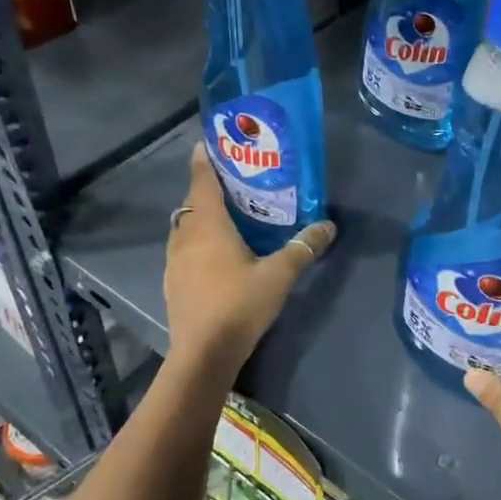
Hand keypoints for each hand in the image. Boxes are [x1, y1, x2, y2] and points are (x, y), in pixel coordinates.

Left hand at [164, 144, 335, 372]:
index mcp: (208, 226)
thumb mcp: (279, 275)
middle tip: (230, 184)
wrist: (203, 354)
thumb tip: (328, 226)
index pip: (202, 182)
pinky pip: (181, 249)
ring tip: (224, 218)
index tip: (206, 144)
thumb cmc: (239, 305)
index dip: (204, 161)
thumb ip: (303, 248)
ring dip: (199, 217)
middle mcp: (185, 237)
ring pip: (184, 227)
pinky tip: (214, 256)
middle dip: (206, 190)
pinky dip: (195, 242)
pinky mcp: (172, 283)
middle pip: (192, 203)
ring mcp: (173, 261)